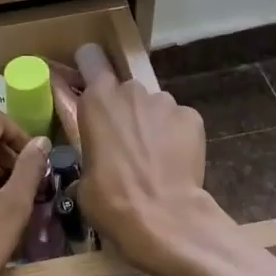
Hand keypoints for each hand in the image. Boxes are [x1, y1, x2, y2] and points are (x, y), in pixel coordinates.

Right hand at [72, 45, 224, 275]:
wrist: (163, 217)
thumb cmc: (111, 199)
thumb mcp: (83, 179)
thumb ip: (89, 154)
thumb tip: (95, 167)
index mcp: (97, 100)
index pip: (91, 57)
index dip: (90, 66)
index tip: (90, 82)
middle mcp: (131, 91)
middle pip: (125, 90)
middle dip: (125, 109)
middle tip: (125, 143)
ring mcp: (165, 102)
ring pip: (154, 106)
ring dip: (152, 124)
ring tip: (154, 158)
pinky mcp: (192, 117)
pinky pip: (179, 121)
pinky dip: (177, 136)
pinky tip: (175, 162)